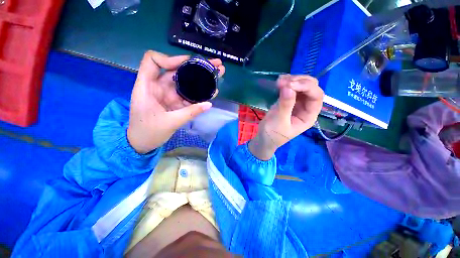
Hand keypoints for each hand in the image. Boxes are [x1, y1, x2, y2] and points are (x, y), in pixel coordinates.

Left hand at [127, 51, 224, 153]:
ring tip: (217, 74)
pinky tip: (211, 90)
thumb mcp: (170, 122)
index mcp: (147, 87)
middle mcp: (158, 87)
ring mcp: (168, 94)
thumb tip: (209, 104)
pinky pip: (187, 94)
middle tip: (215, 64)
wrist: (143, 144)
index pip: (153, 61)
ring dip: (200, 78)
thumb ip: (190, 112)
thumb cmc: (148, 132)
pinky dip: (199, 93)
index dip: (170, 58)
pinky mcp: (174, 102)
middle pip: (176, 69)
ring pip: (184, 81)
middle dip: (196, 66)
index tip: (189, 63)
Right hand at [249, 75, 323, 159]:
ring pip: (301, 85)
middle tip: (283, 82)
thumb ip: (285, 105)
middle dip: (299, 82)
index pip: (316, 97)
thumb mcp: (279, 121)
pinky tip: (279, 82)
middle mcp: (306, 107)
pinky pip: (290, 88)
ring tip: (279, 81)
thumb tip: (289, 87)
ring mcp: (296, 103)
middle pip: (311, 88)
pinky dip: (286, 83)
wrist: (264, 138)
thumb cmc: (273, 134)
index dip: (306, 87)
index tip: (290, 85)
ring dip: (292, 80)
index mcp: (309, 115)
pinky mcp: (287, 100)